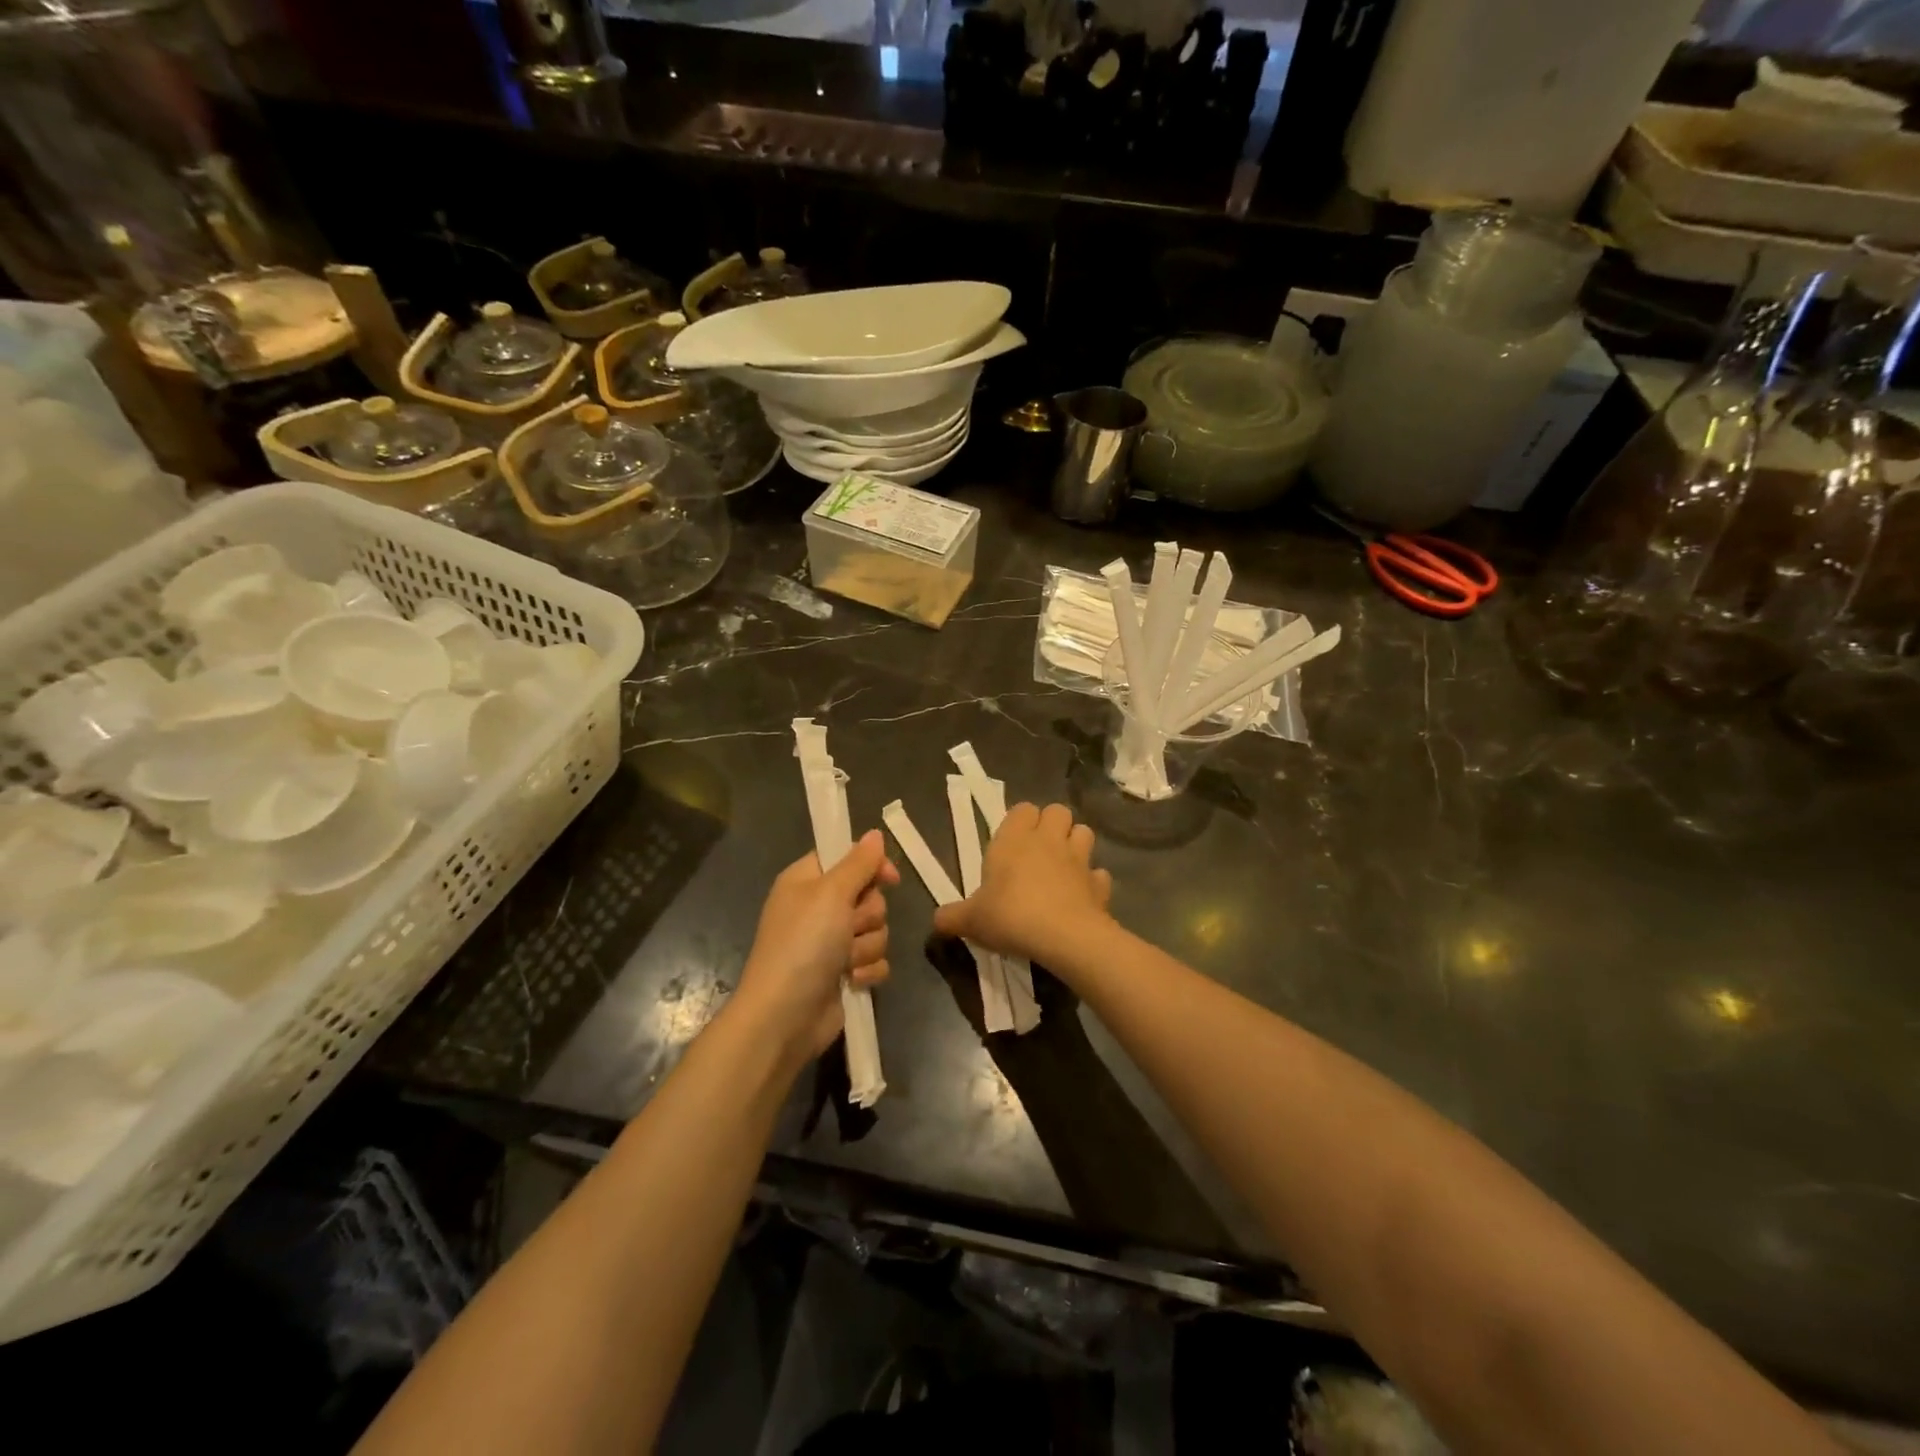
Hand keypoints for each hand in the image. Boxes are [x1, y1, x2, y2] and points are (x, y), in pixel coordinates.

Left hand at [734, 829, 899, 1063]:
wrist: (784, 1016)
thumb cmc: (803, 945)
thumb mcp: (830, 894)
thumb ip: (858, 863)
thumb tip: (874, 833)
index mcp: (807, 881)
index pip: (847, 857)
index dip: (870, 865)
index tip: (888, 878)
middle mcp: (819, 908)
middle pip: (869, 896)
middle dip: (867, 915)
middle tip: (848, 928)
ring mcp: (831, 943)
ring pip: (876, 930)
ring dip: (866, 946)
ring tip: (844, 962)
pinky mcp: (844, 973)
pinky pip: (876, 960)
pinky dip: (867, 970)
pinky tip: (851, 980)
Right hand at [932, 803, 1112, 967]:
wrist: (1064, 937)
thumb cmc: (1010, 916)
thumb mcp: (971, 920)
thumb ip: (952, 917)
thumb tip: (936, 921)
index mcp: (1014, 838)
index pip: (1022, 808)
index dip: (1019, 821)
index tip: (1010, 843)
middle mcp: (1048, 840)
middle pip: (1058, 811)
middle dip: (1052, 824)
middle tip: (1038, 851)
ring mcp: (1079, 859)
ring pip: (1084, 832)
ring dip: (1075, 844)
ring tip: (1063, 867)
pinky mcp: (1099, 883)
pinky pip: (1099, 874)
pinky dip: (1092, 882)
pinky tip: (1082, 897)